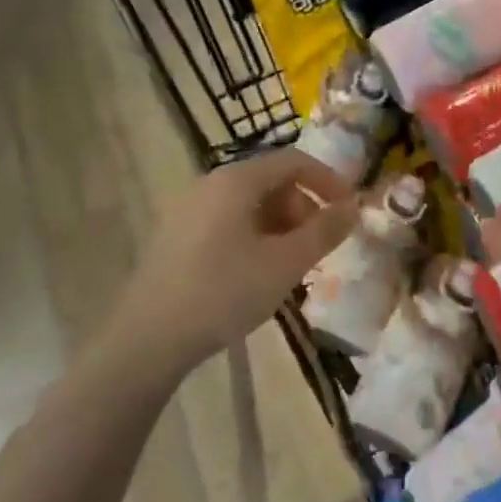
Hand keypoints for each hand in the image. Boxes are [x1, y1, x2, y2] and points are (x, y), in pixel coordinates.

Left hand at [116, 148, 356, 370]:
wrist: (146, 340)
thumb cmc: (224, 293)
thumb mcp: (286, 263)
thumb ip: (325, 231)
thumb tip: (354, 206)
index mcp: (236, 181)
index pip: (294, 161)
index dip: (328, 180)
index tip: (348, 209)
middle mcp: (210, 184)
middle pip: (271, 181)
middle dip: (303, 208)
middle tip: (318, 246)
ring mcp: (188, 209)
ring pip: (249, 204)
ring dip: (281, 226)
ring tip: (291, 265)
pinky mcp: (175, 236)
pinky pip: (228, 221)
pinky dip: (255, 236)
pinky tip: (258, 273)